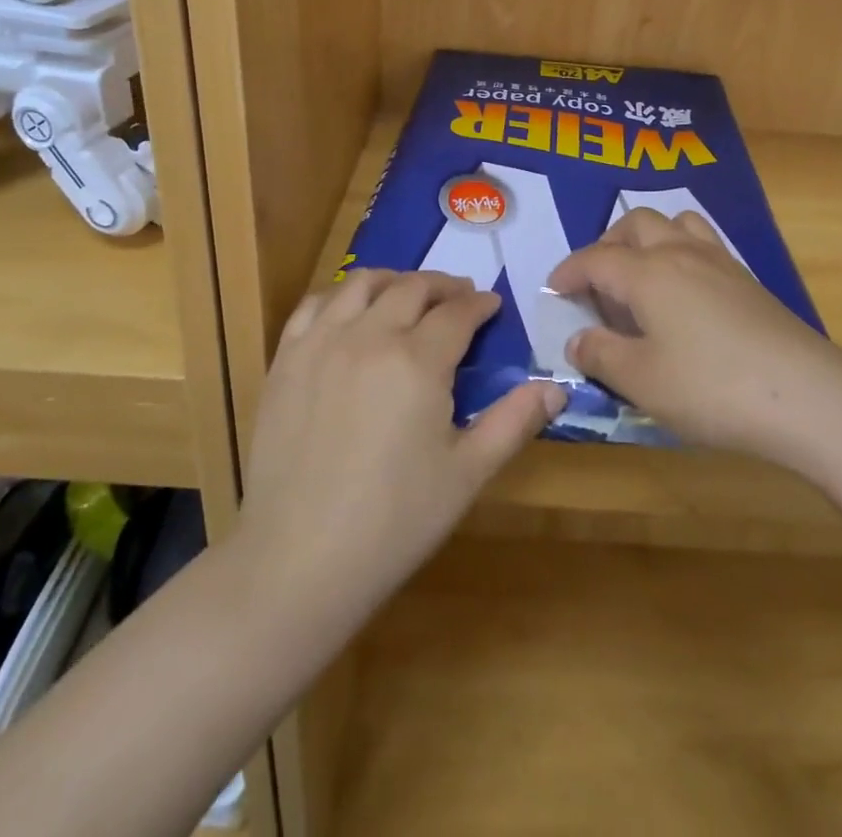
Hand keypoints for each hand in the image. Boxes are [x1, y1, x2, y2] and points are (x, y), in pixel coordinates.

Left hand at [235, 270, 565, 611]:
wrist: (298, 560)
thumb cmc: (394, 521)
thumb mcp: (467, 474)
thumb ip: (513, 422)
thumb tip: (556, 388)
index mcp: (418, 361)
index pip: (458, 313)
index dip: (480, 305)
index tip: (493, 305)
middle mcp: (369, 336)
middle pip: (412, 288)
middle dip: (443, 286)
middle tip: (459, 298)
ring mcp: (321, 343)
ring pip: (362, 284)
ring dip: (394, 280)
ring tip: (409, 294)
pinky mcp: (286, 360)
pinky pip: (314, 305)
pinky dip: (340, 296)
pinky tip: (351, 313)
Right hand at [548, 209, 841, 475]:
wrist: (807, 396)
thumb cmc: (711, 387)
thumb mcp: (641, 380)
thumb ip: (601, 355)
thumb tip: (578, 339)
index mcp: (648, 273)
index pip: (596, 259)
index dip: (569, 271)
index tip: (554, 288)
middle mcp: (681, 253)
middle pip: (636, 224)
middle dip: (607, 243)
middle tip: (597, 281)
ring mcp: (720, 262)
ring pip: (676, 223)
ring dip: (648, 238)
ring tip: (641, 274)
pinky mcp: (748, 280)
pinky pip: (703, 242)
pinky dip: (680, 250)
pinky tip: (684, 292)